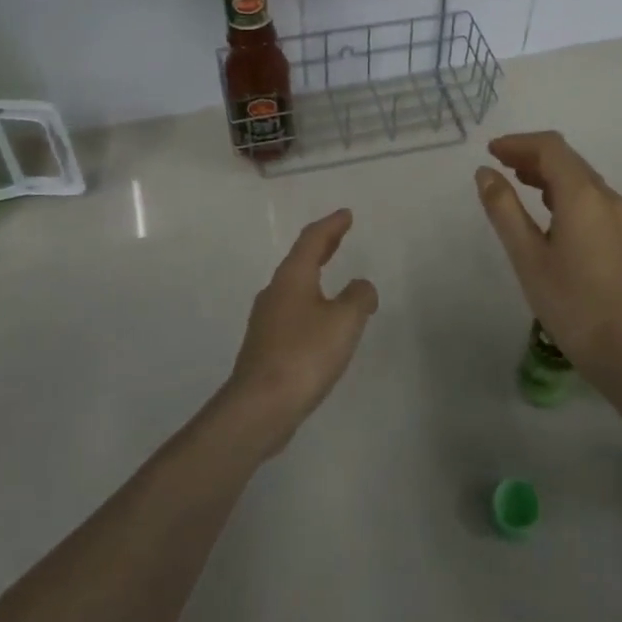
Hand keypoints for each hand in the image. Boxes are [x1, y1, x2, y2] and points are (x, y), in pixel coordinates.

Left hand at [223, 209, 377, 454]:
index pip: (312, 240)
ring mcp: (266, 321)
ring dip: (314, 276)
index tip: (346, 214)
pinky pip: (293, 312)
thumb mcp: (344, 321)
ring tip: (333, 277)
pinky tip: (321, 322)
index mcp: (292, 278)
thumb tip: (361, 287)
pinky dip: (311, 303)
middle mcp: (275, 293)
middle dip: (322, 246)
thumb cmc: (305, 354)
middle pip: (300, 260)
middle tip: (339, 234)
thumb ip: (359, 297)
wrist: (260, 407)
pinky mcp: (266, 347)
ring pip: (294, 287)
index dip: (331, 225)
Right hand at [475, 131, 621, 371]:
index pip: (551, 148)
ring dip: (548, 171)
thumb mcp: (527, 256)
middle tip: (498, 165)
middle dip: (531, 154)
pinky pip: (592, 196)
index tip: (491, 151)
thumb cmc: (569, 304)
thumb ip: (504, 209)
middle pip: (567, 158)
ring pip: (581, 177)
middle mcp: (607, 197)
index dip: (518, 143)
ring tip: (516, 181)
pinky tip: (547, 208)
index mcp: (583, 196)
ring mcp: (620, 215)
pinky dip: (564, 190)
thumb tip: (485, 173)